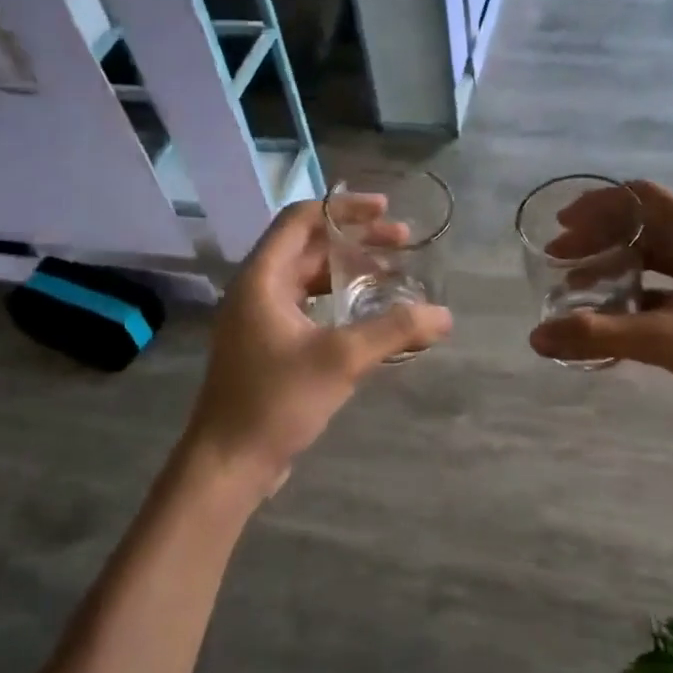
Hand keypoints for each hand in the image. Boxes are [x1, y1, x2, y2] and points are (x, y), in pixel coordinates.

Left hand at [182, 199, 451, 493]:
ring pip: (310, 280)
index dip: (344, 208)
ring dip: (350, 273)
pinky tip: (370, 318)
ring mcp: (261, 321)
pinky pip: (309, 308)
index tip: (386, 212)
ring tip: (393, 278)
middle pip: (310, 247)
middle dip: (357, 242)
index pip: (301, 219)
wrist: (229, 463)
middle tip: (403, 244)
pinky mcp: (269, 348)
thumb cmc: (276, 401)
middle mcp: (257, 290)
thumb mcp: (341, 359)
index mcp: (262, 278)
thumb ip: (394, 330)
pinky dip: (340, 303)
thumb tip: (444, 315)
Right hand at [527, 180, 672, 435]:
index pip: (637, 196)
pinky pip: (663, 286)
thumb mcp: (664, 338)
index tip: (560, 226)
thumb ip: (598, 335)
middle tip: (559, 260)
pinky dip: (634, 294)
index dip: (595, 205)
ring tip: (577, 288)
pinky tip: (611, 318)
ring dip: (614, 267)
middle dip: (597, 239)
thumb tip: (537, 338)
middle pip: (640, 225)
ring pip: (651, 257)